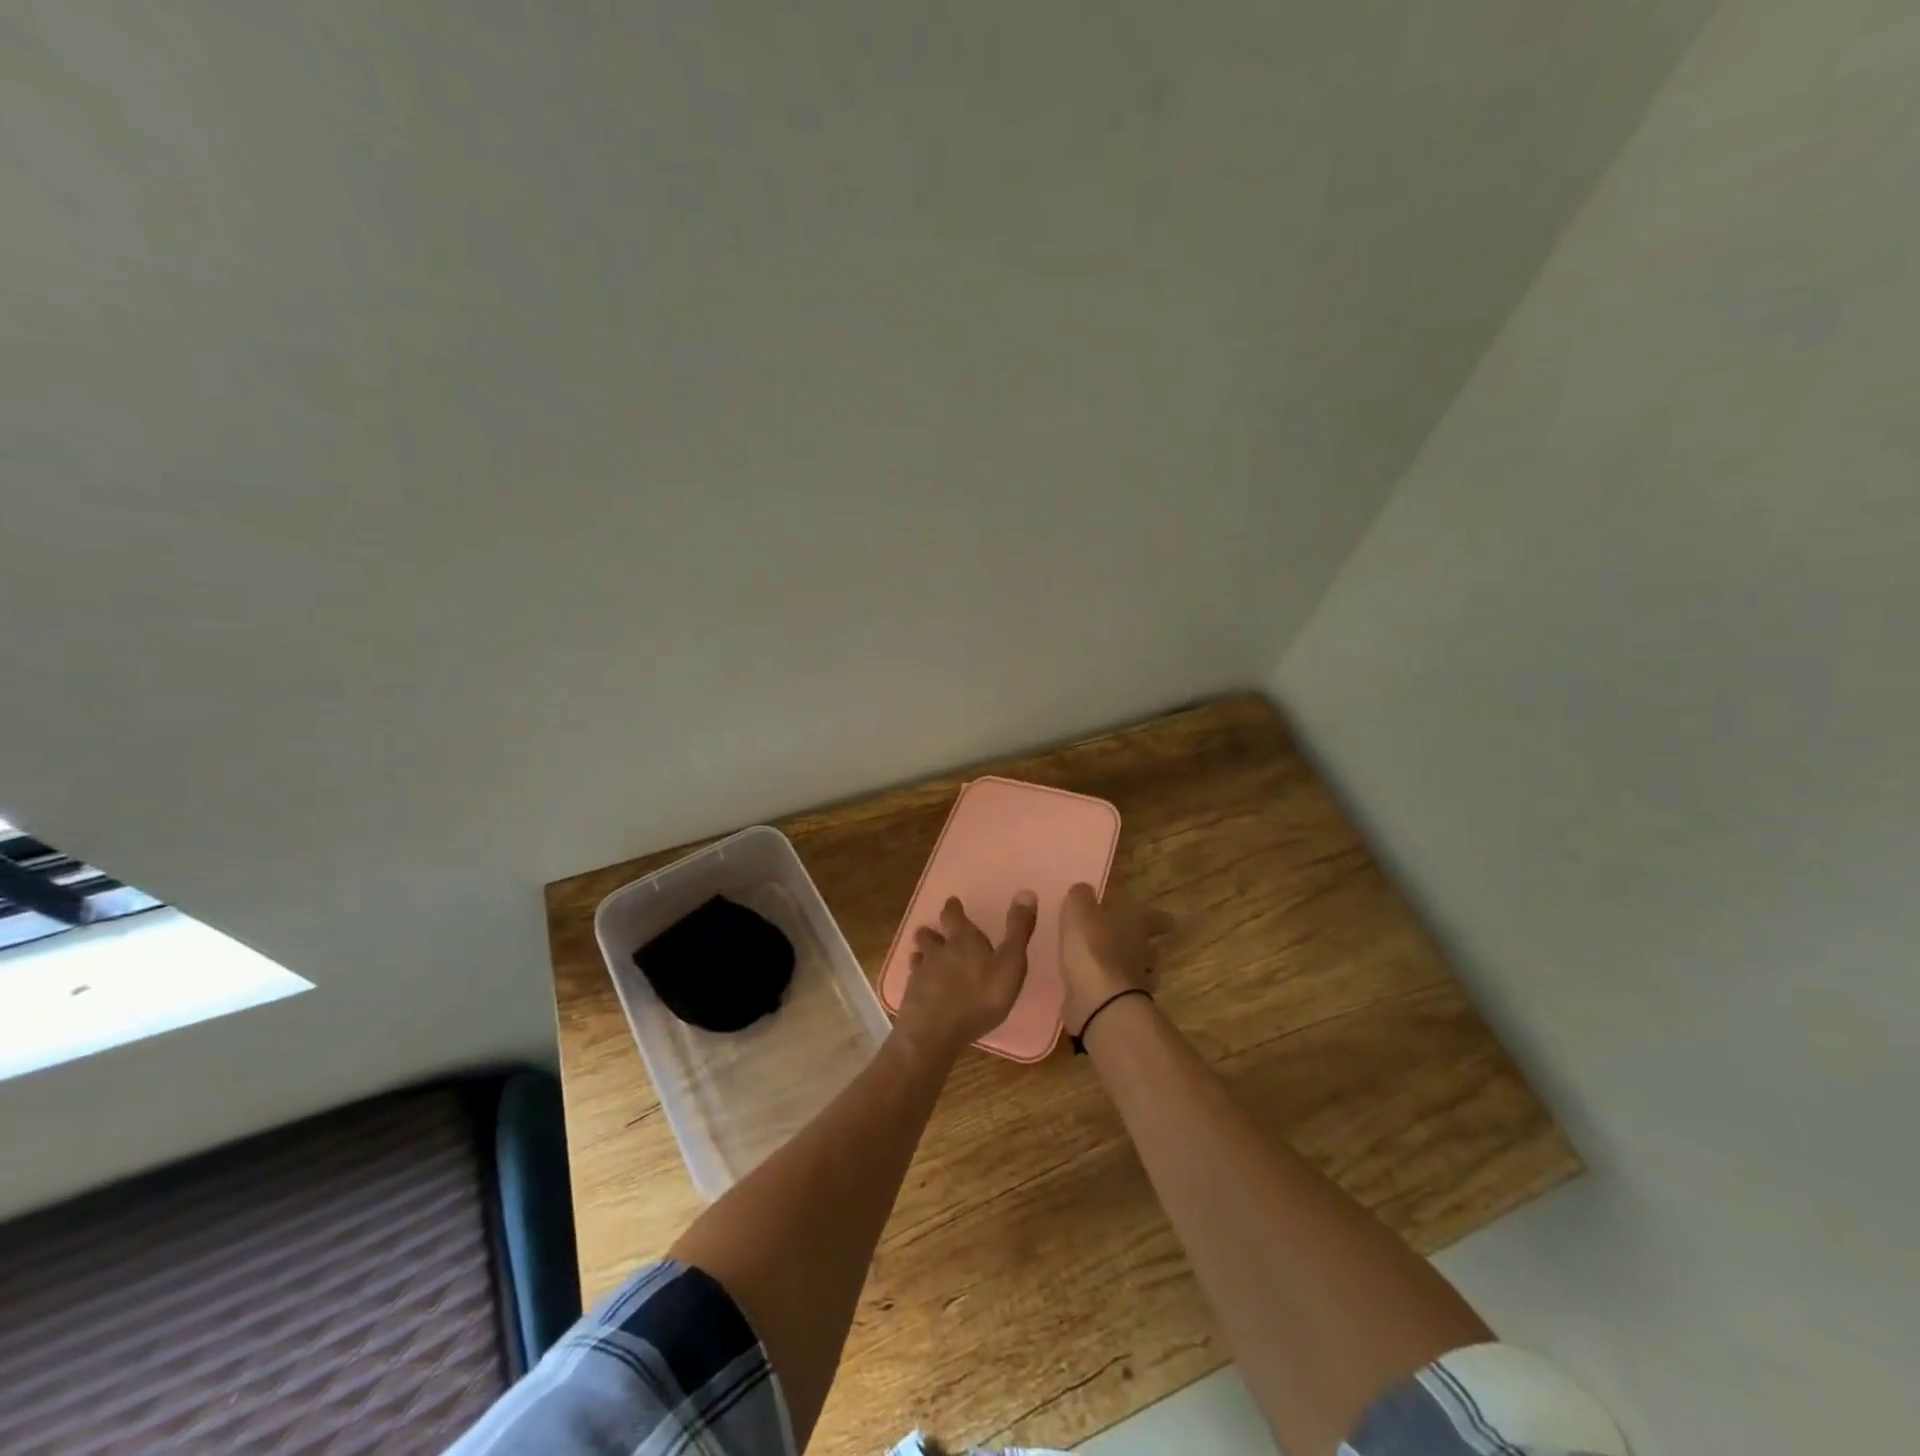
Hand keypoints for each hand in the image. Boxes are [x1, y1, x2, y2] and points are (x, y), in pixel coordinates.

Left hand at [895, 892, 1037, 1058]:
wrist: (936, 1031)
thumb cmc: (980, 996)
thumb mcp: (1010, 963)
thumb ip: (1018, 930)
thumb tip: (1026, 891)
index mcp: (963, 939)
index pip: (953, 915)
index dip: (953, 908)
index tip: (952, 902)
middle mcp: (938, 951)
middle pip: (930, 935)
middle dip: (932, 931)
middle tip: (933, 930)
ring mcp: (922, 974)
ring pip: (919, 956)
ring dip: (922, 954)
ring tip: (923, 956)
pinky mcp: (912, 997)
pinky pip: (913, 982)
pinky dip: (918, 980)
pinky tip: (921, 987)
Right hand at [1058, 883, 1173, 1035]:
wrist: (1100, 1000)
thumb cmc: (1093, 946)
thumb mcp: (1079, 911)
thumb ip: (1080, 897)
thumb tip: (1084, 890)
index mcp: (1137, 924)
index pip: (1158, 919)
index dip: (1158, 919)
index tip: (1161, 922)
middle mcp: (1144, 952)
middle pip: (1149, 947)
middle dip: (1139, 945)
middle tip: (1122, 942)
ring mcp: (1138, 983)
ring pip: (1138, 972)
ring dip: (1126, 970)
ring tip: (1106, 967)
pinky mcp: (1124, 1006)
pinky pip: (1120, 994)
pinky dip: (1111, 991)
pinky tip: (1094, 988)